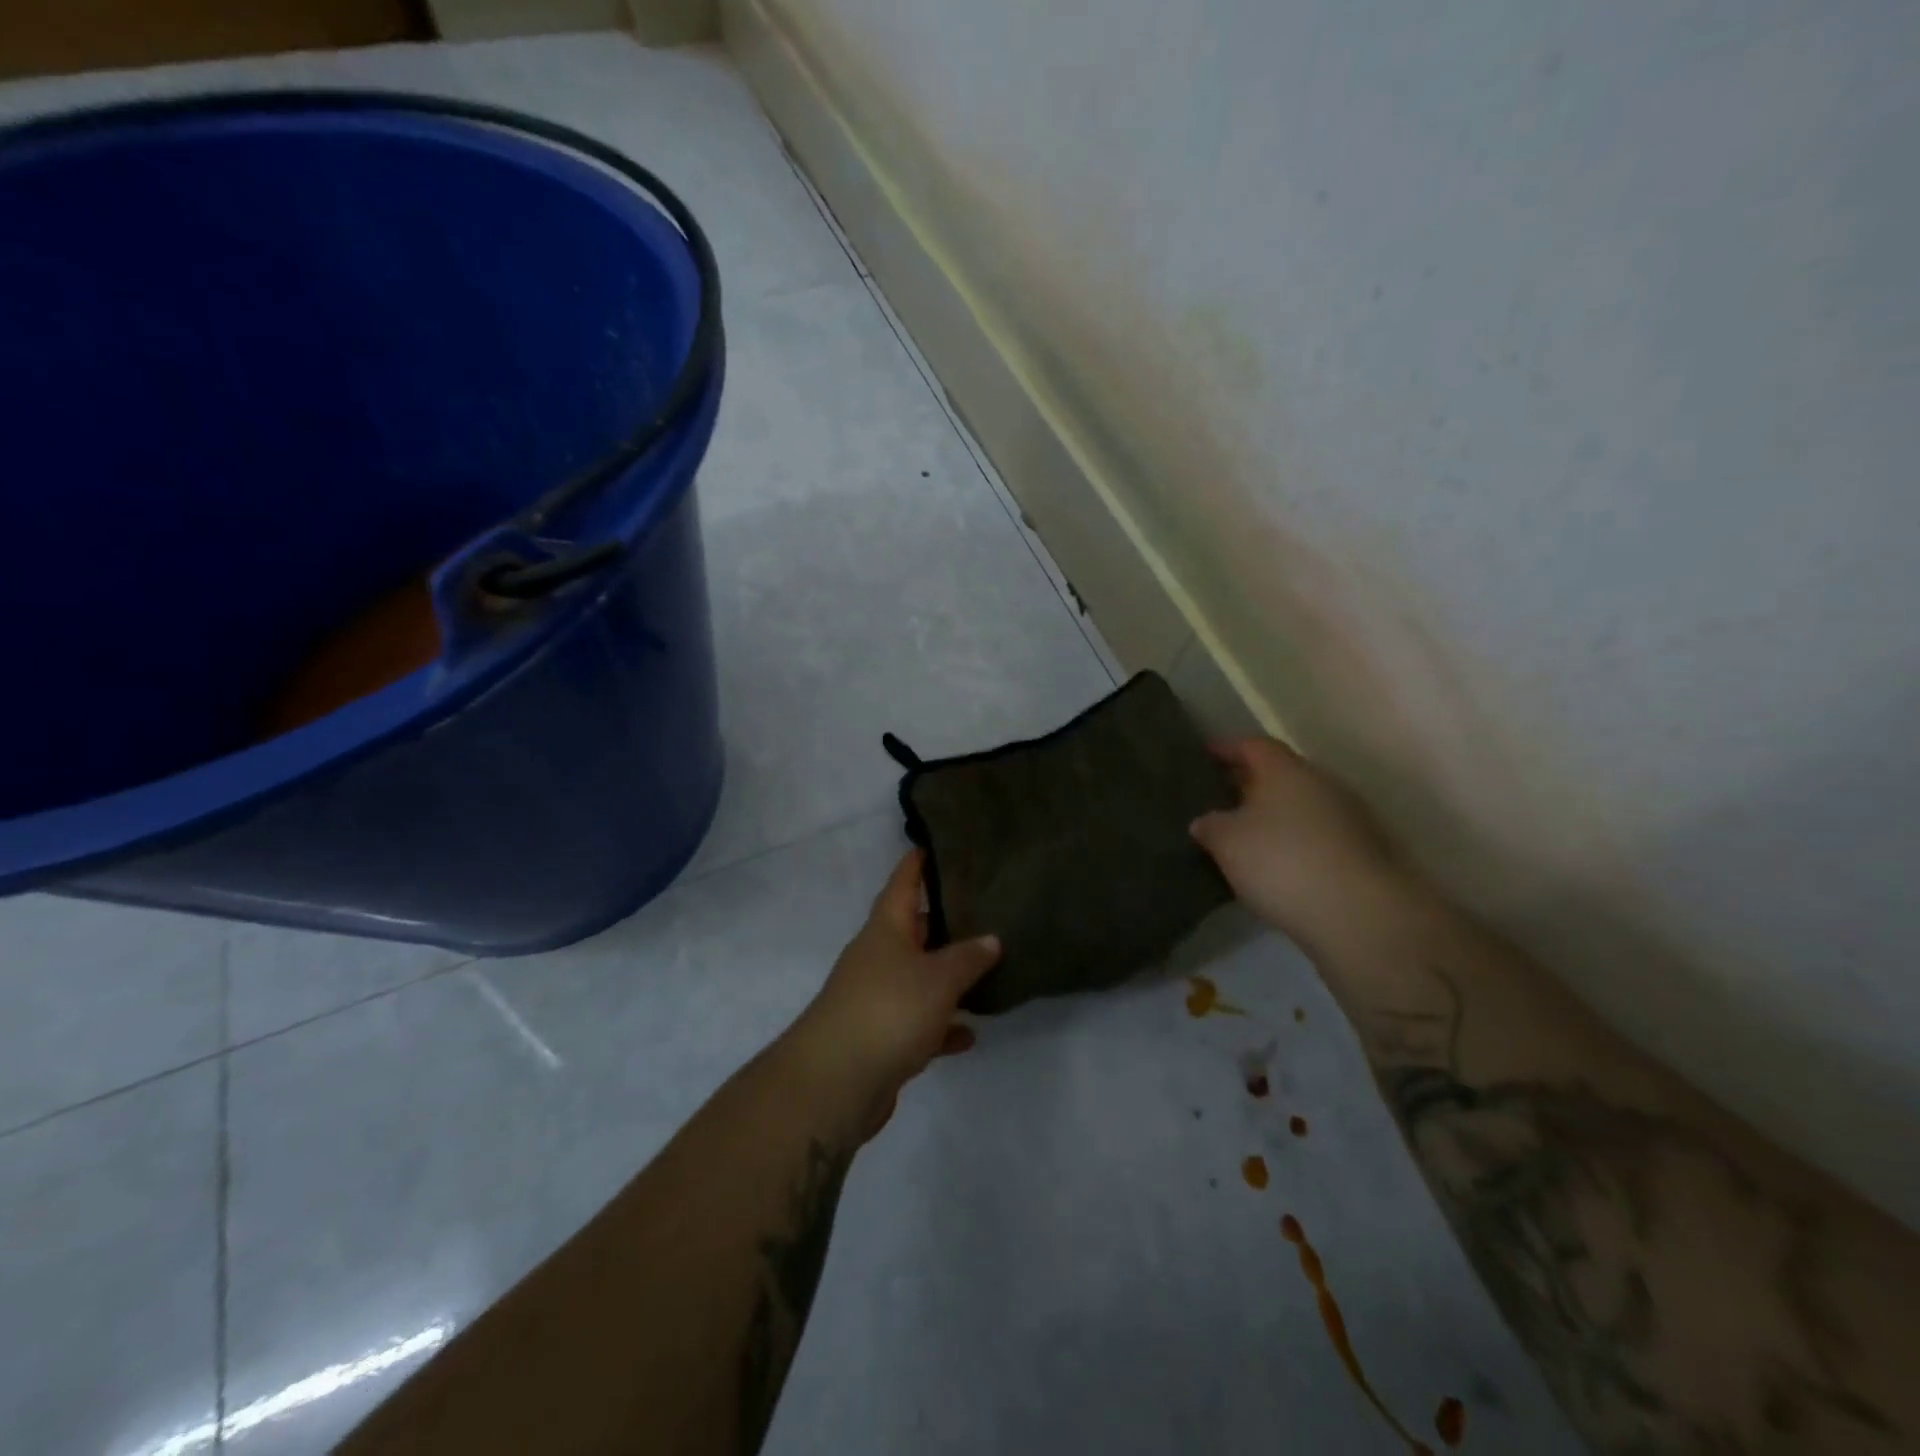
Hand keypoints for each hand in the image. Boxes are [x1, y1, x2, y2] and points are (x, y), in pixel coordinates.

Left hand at [787, 850, 1000, 1141]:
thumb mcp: (938, 978)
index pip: (902, 884)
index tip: (933, 844)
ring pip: (918, 978)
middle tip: (980, 907)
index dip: (916, 863)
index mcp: (885, 930)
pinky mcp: (881, 1039)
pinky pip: (919, 1024)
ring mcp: (877, 999)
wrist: (835, 1083)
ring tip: (985, 967)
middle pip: (912, 930)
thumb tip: (991, 939)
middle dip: (941, 920)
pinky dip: (942, 1026)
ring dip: (946, 977)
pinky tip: (970, 1034)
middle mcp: (878, 958)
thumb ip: (968, 958)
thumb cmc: (889, 1010)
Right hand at [1189, 737, 1405, 953]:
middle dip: (1250, 784)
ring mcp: (1348, 817)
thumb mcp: (1226, 842)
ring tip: (1244, 835)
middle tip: (1219, 798)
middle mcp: (1321, 783)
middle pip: (1280, 774)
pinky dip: (1294, 841)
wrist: (1360, 914)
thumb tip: (1206, 821)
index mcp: (1286, 770)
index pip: (1253, 745)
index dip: (1227, 748)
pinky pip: (1317, 834)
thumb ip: (1210, 825)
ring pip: (1301, 805)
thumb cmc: (1282, 862)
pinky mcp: (1363, 851)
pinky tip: (1276, 863)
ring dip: (1274, 815)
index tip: (1205, 755)